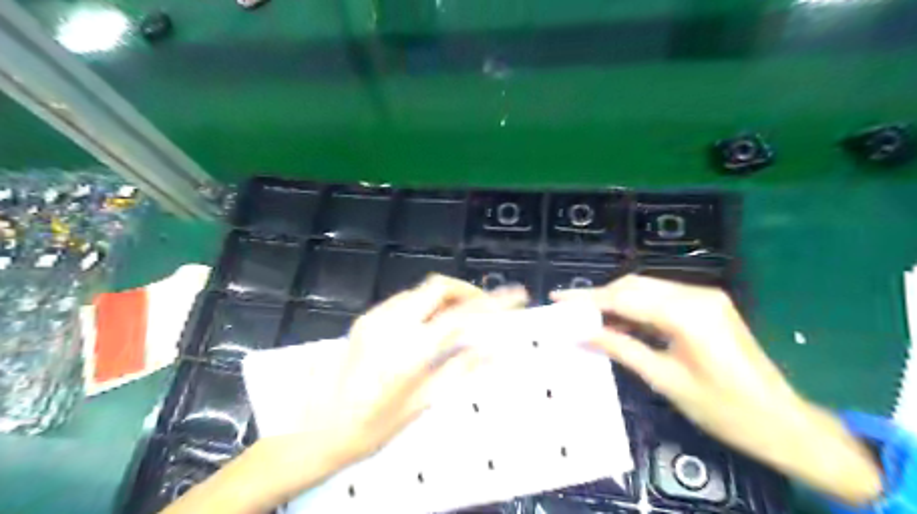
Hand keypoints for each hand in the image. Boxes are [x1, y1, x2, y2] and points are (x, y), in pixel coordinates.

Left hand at [161, 276, 525, 513]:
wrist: (315, 429)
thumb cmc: (372, 426)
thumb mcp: (422, 403)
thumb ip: (460, 370)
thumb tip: (495, 350)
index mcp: (410, 349)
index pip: (463, 315)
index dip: (494, 302)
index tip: (517, 295)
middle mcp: (393, 323)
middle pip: (439, 287)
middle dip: (467, 290)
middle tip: (485, 308)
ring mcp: (375, 317)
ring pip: (421, 290)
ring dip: (446, 296)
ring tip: (461, 316)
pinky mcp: (366, 318)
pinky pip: (404, 300)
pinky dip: (426, 303)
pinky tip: (430, 324)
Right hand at [551, 278, 880, 504]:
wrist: (783, 422)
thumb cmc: (724, 410)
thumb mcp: (664, 380)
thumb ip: (620, 348)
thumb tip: (581, 333)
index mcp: (688, 314)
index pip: (625, 297)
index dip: (587, 298)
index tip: (558, 299)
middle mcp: (696, 294)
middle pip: (634, 285)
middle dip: (599, 296)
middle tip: (568, 309)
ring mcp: (705, 296)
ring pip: (646, 288)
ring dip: (615, 300)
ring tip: (586, 316)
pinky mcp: (707, 305)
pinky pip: (661, 298)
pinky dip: (636, 306)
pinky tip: (617, 320)